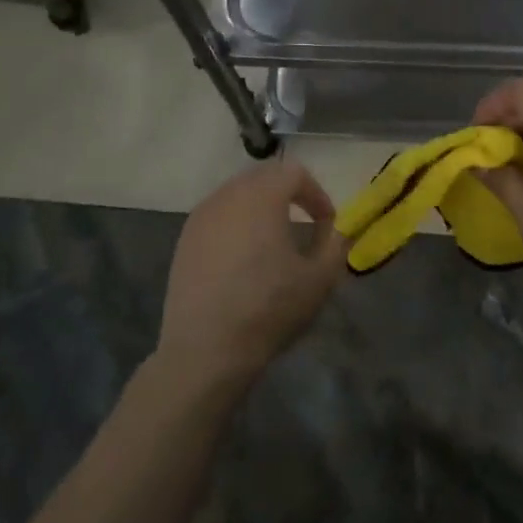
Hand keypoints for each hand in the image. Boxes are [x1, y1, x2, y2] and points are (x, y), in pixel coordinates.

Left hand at [156, 161, 347, 392]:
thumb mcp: (320, 279)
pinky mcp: (184, 240)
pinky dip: (236, 224)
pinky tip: (242, 258)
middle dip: (288, 194)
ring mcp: (200, 217)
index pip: (294, 172)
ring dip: (260, 207)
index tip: (326, 224)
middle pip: (263, 177)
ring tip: (273, 239)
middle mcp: (228, 196)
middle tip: (303, 223)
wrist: (206, 350)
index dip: (316, 194)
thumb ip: (337, 244)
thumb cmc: (269, 309)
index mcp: (262, 197)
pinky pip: (217, 216)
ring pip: (237, 194)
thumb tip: (339, 229)